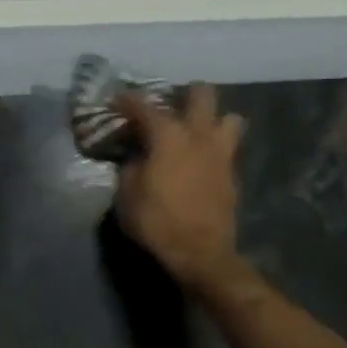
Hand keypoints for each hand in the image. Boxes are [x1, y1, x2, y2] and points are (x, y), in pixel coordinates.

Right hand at [113, 84, 244, 288]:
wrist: (200, 254)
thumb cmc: (156, 221)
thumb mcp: (126, 194)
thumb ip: (131, 166)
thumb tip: (136, 155)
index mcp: (168, 135)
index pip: (144, 106)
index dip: (127, 100)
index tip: (115, 100)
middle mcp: (198, 135)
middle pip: (202, 94)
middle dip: (185, 93)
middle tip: (168, 106)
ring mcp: (220, 153)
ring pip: (228, 118)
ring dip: (212, 119)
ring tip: (194, 130)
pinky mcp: (232, 174)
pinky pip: (227, 148)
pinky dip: (214, 148)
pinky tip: (200, 160)